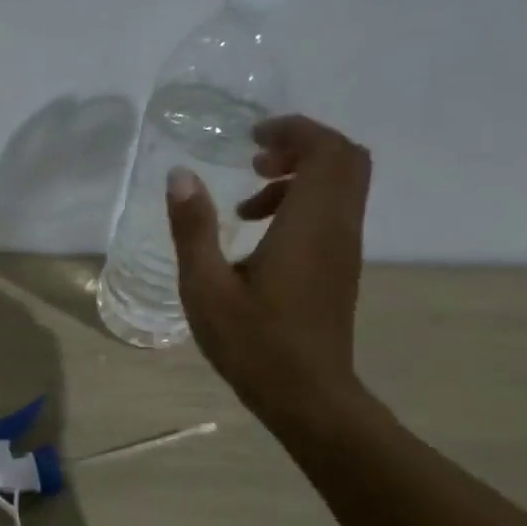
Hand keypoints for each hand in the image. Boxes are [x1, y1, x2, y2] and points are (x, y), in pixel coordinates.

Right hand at [165, 114, 373, 424]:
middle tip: (254, 160)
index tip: (250, 137)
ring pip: (342, 186)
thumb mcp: (205, 286)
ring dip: (299, 177)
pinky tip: (258, 236)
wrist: (307, 396)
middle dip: (301, 145)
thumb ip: (193, 228)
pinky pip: (334, 212)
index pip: (326, 149)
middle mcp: (338, 227)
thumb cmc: (252, 342)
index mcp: (309, 224)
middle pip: (345, 159)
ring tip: (246, 205)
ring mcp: (345, 248)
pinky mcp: (341, 267)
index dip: (293, 129)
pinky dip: (302, 203)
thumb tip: (181, 175)